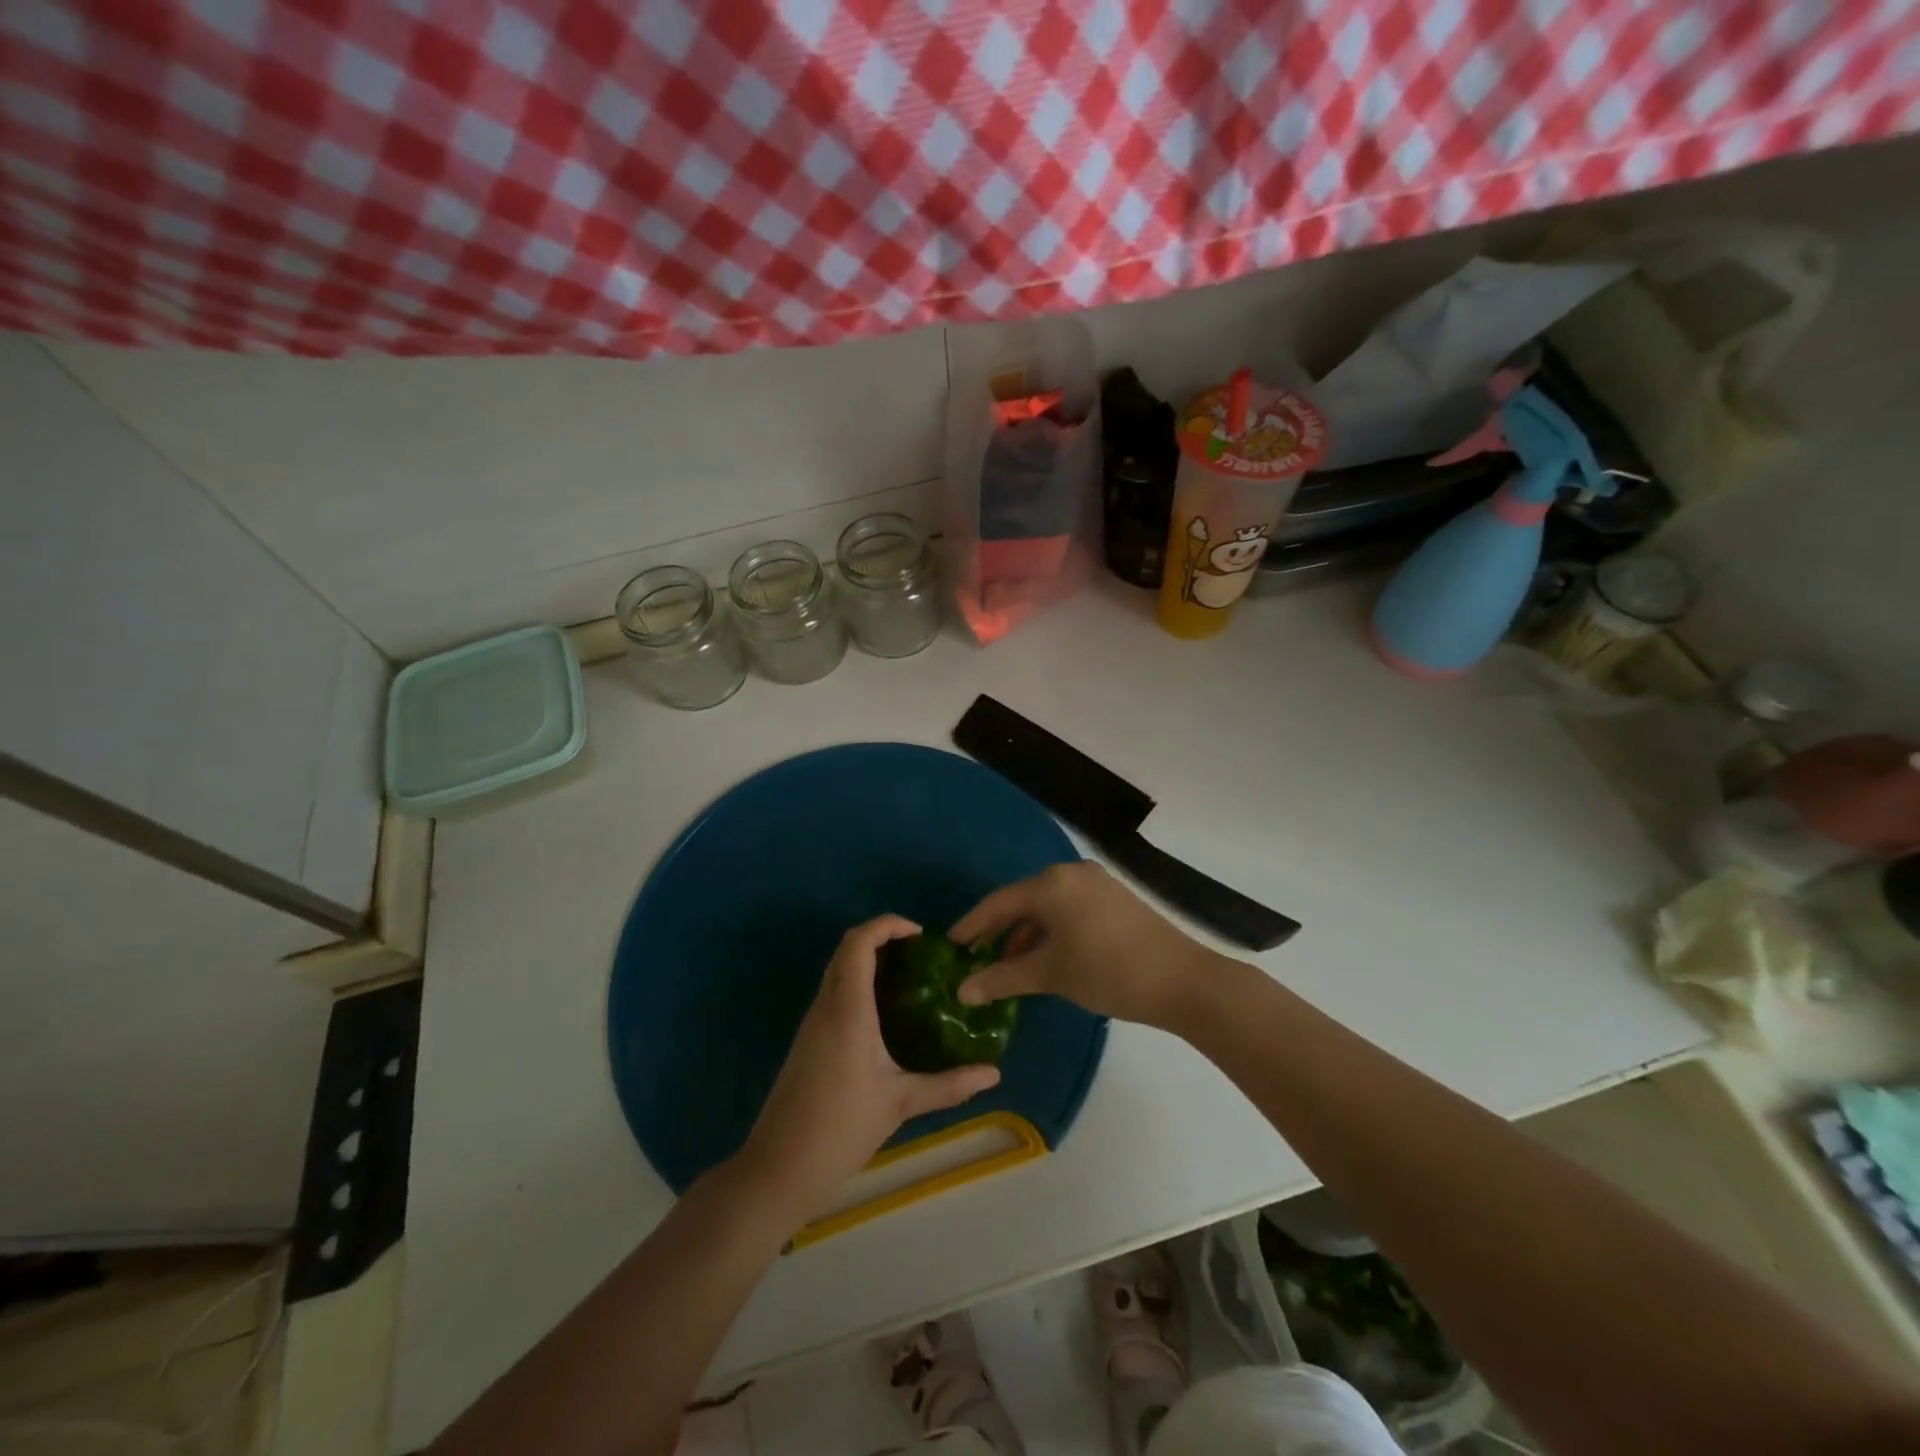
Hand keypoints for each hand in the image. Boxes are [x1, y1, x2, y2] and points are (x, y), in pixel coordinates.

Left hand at [740, 915, 1000, 1223]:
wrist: (777, 1170)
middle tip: (921, 954)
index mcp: (847, 1011)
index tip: (921, 935)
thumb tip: (993, 1074)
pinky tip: (885, 1012)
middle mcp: (826, 1006)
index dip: (887, 925)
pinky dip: (858, 983)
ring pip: (837, 970)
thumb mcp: (900, 1104)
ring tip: (910, 978)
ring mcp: (812, 1023)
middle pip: (846, 949)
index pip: (859, 943)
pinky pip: (833, 993)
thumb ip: (948, 1085)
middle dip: (881, 938)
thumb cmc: (840, 1130)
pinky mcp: (807, 1040)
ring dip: (869, 960)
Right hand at [952, 862, 1217, 1027]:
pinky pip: (1069, 908)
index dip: (970, 926)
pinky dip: (1051, 930)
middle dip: (998, 930)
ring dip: (1026, 933)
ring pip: (1047, 905)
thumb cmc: (1106, 971)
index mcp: (1050, 883)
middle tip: (975, 957)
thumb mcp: (1049, 974)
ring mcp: (1096, 883)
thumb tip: (962, 991)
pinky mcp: (1114, 898)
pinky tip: (1047, 957)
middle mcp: (1071, 873)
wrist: (1181, 979)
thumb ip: (1002, 978)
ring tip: (1009, 965)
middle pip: (1022, 900)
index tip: (948, 946)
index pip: (997, 903)